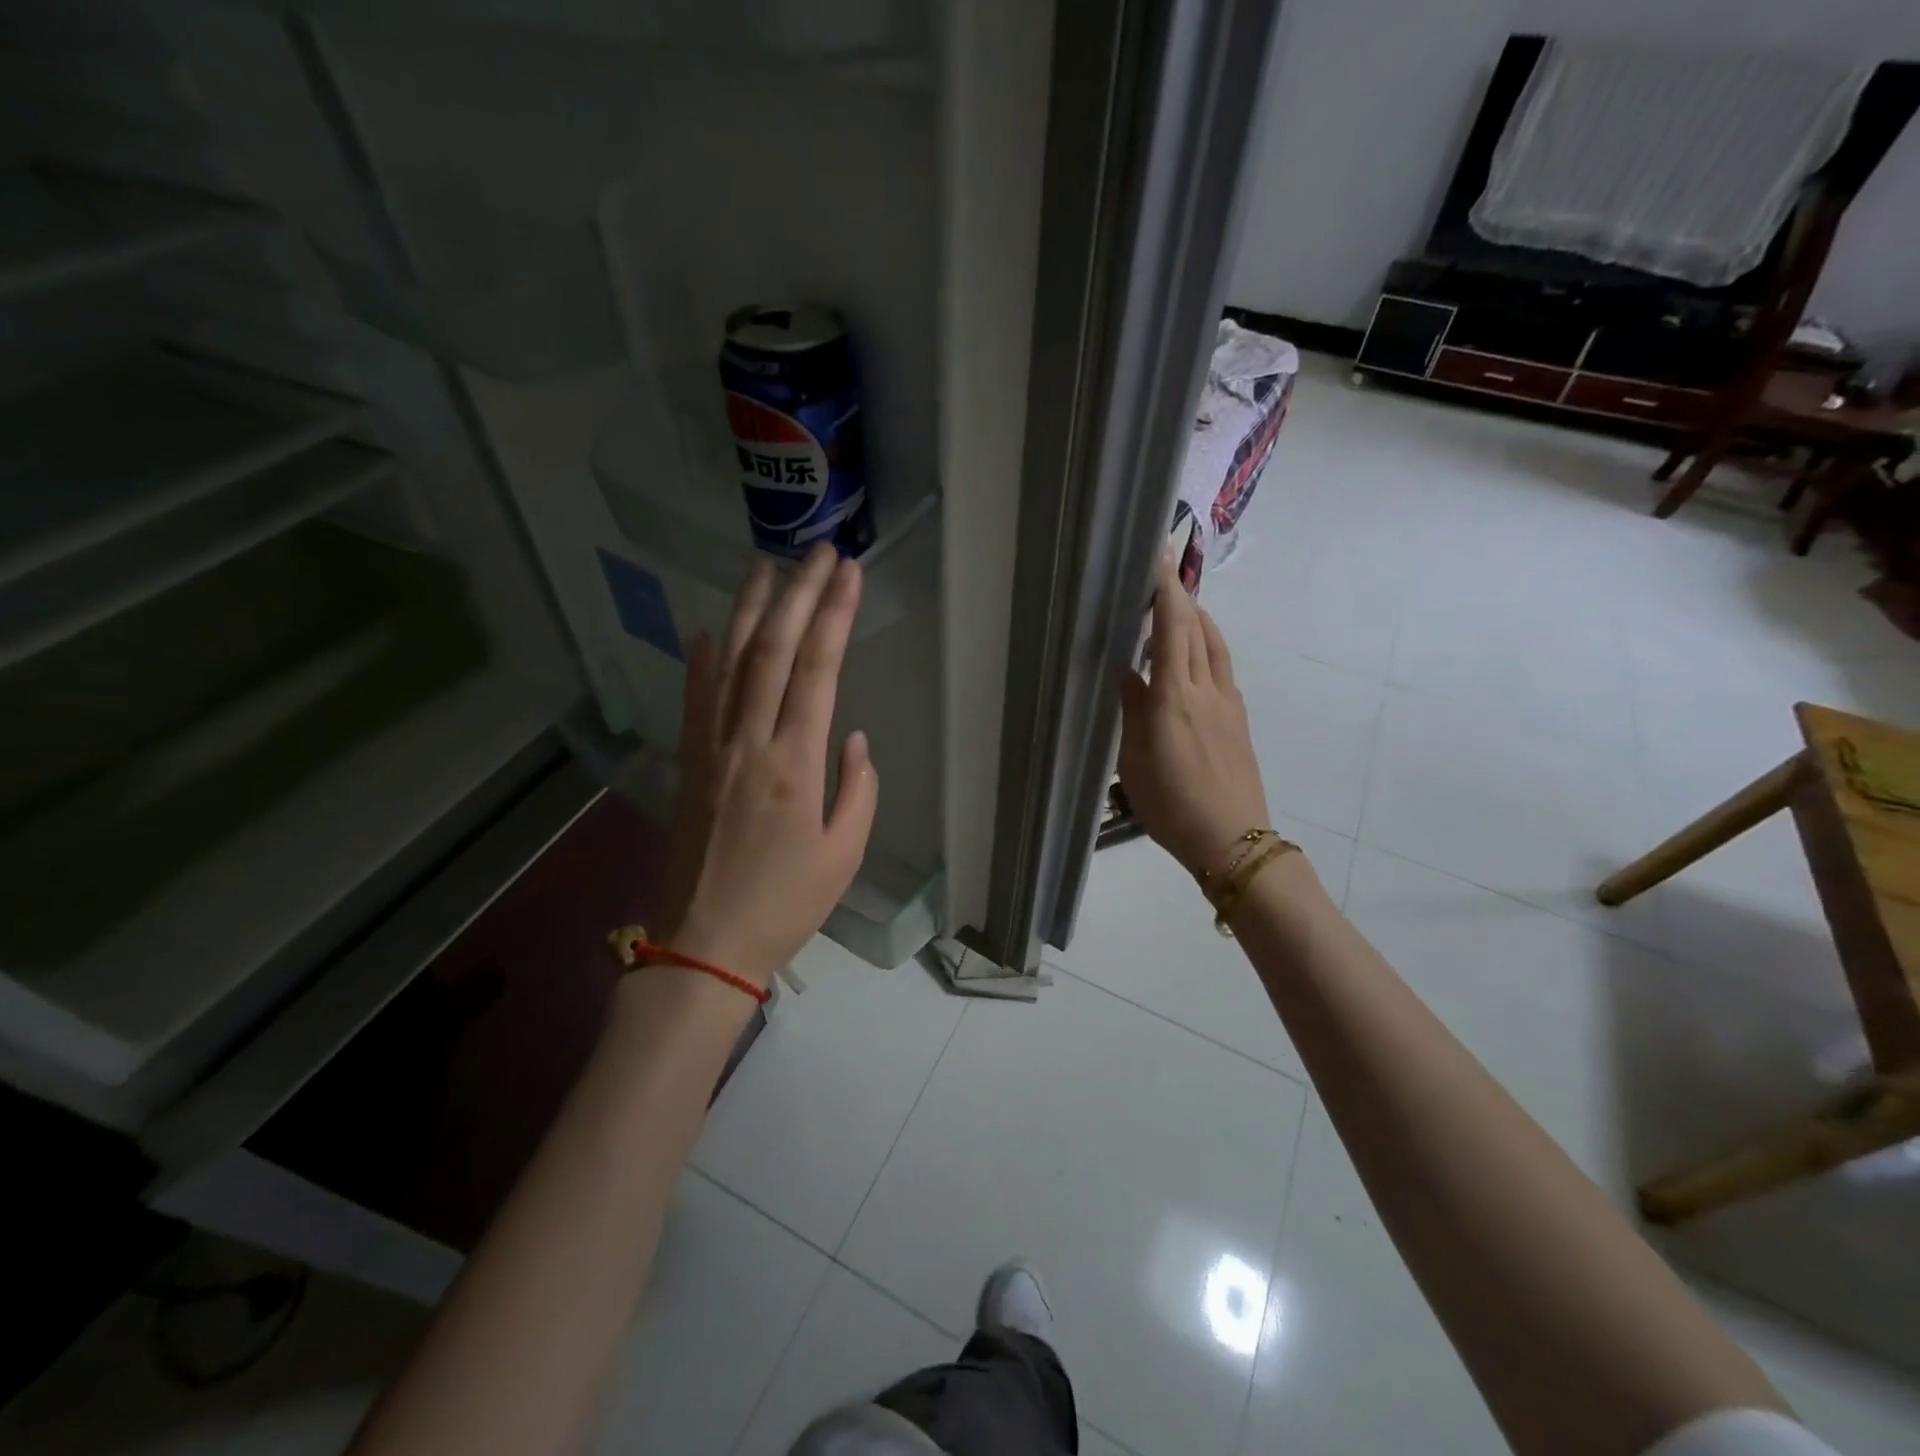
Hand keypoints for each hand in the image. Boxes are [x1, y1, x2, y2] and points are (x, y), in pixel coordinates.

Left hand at [661, 544, 878, 986]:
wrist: (705, 942)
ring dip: (748, 610)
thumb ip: (857, 788)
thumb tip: (852, 738)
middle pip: (772, 651)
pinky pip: (693, 700)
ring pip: (728, 663)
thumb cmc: (786, 903)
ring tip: (765, 566)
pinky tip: (706, 629)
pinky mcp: (688, 764)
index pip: (817, 671)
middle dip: (798, 593)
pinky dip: (700, 660)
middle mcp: (749, 742)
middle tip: (818, 551)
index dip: (834, 616)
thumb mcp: (844, 853)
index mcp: (794, 763)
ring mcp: (711, 750)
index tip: (850, 573)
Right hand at [1116, 554, 1269, 878]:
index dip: (1165, 591)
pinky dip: (1207, 647)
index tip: (1157, 559)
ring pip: (1215, 646)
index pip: (1172, 628)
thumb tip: (1128, 673)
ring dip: (1198, 619)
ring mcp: (1228, 703)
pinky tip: (1194, 658)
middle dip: (1180, 597)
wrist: (1232, 839)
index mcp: (1175, 697)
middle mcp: (1206, 689)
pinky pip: (1222, 668)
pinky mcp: (1238, 719)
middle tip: (1158, 579)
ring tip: (1179, 609)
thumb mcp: (1135, 761)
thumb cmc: (1171, 805)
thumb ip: (1133, 712)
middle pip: (1197, 629)